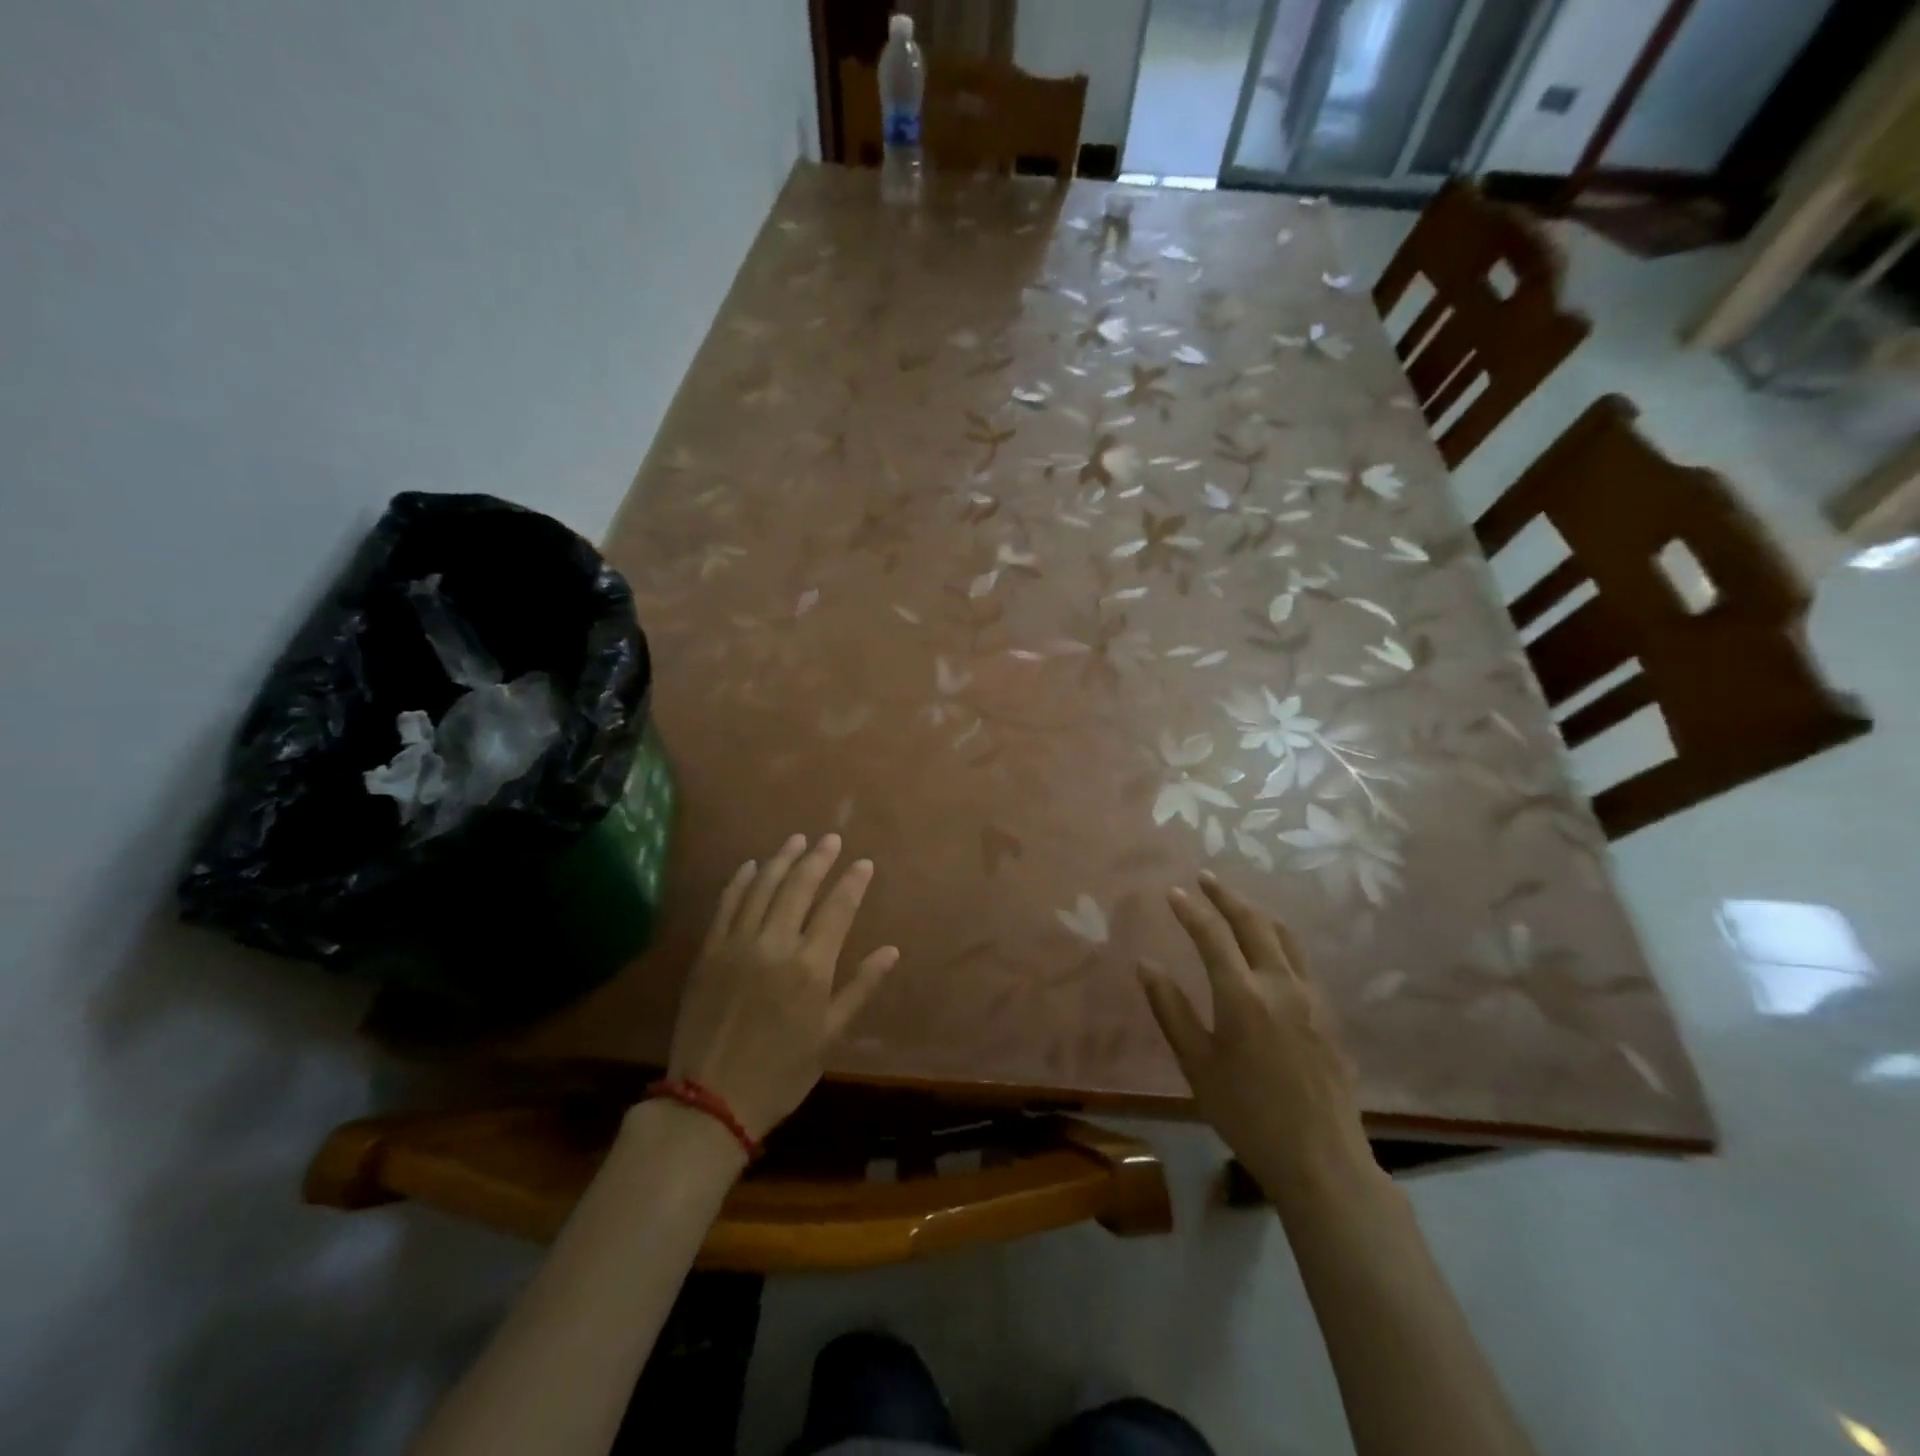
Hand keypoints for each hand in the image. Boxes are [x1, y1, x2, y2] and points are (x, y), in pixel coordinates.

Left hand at [667, 834, 898, 1141]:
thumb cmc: (781, 1072)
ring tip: (797, 840)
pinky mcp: (708, 951)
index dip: (853, 882)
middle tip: (831, 839)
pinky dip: (740, 880)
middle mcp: (775, 945)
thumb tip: (892, 951)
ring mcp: (737, 944)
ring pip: (762, 887)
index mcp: (810, 967)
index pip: (837, 909)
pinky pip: (726, 904)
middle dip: (818, 858)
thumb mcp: (829, 1035)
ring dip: (782, 860)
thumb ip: (860, 987)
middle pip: (799, 887)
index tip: (864, 863)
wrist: (710, 1101)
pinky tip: (751, 865)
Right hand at [1139, 873, 1374, 1204]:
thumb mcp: (1197, 1065)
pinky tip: (1270, 947)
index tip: (1172, 891)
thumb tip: (1145, 964)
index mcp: (1243, 997)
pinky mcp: (1329, 1013)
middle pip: (1254, 923)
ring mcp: (1311, 997)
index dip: (1190, 910)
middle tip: (1205, 878)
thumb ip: (1170, 1009)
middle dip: (1226, 896)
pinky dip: (1280, 938)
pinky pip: (1302, 959)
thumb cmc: (1247, 1115)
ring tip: (1236, 903)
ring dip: (1257, 912)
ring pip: (1284, 936)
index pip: (1212, 936)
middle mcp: (1280, 985)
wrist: (1321, 1160)